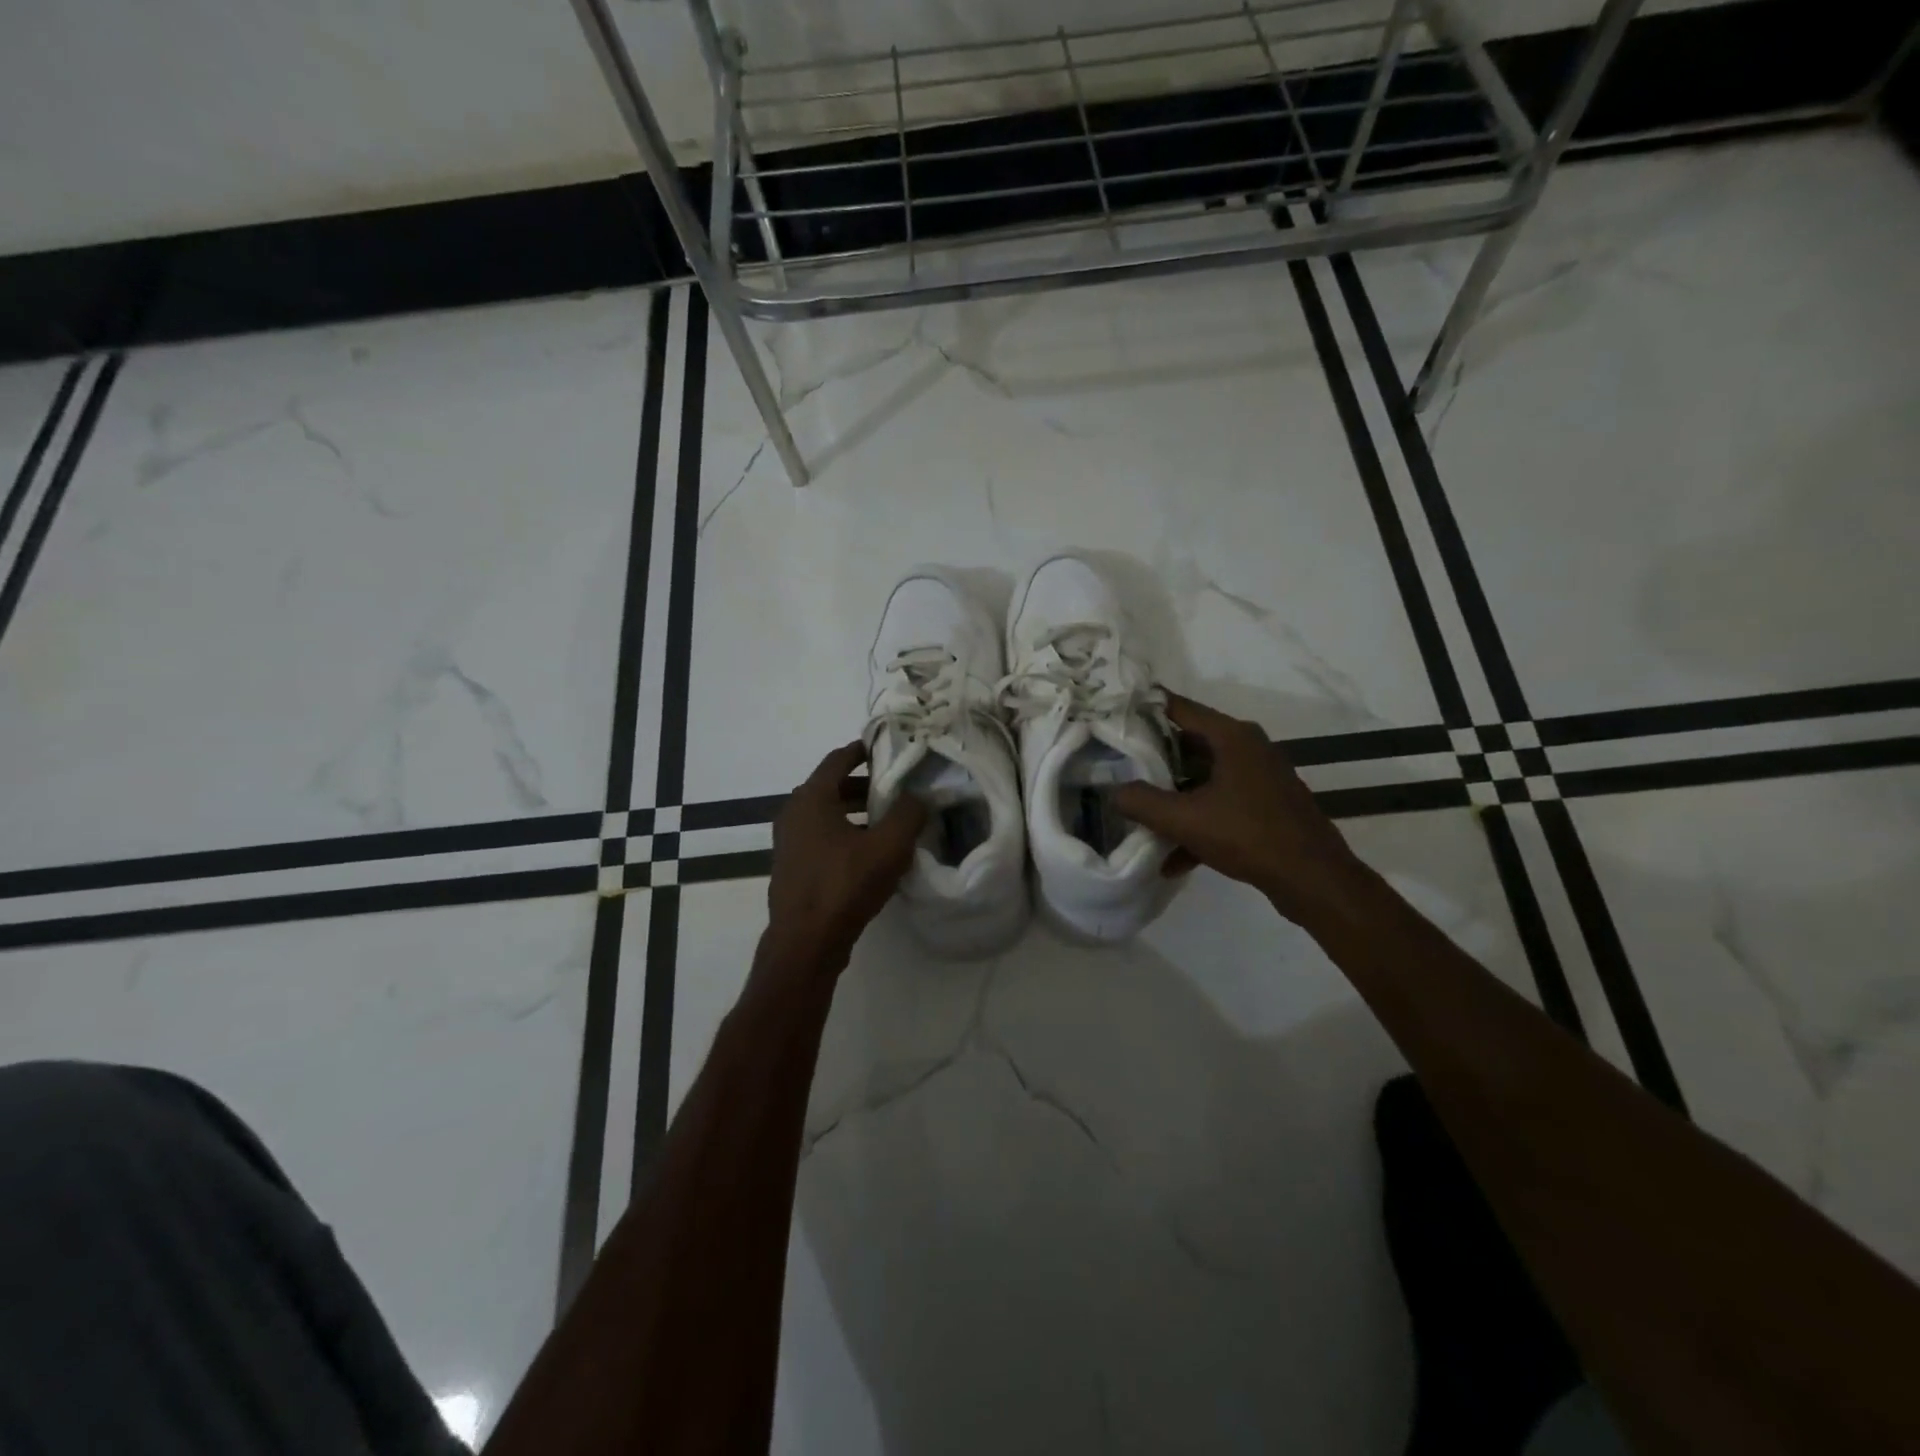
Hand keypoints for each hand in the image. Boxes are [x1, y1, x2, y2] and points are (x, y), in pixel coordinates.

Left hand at [763, 742, 927, 978]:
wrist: (806, 942)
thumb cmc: (844, 885)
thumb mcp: (888, 846)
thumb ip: (908, 814)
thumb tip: (918, 796)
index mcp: (811, 798)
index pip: (838, 759)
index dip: (863, 750)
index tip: (887, 748)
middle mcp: (794, 814)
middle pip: (831, 787)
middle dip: (864, 785)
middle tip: (896, 789)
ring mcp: (789, 843)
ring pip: (827, 815)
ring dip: (855, 813)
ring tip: (888, 821)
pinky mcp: (793, 868)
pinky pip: (822, 839)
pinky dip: (844, 835)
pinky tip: (870, 853)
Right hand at [1113, 693, 1367, 927]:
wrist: (1313, 879)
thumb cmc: (1248, 835)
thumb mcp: (1184, 819)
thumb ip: (1142, 802)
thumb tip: (1114, 792)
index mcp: (1232, 737)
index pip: (1179, 708)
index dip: (1144, 709)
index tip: (1113, 716)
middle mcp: (1249, 747)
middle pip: (1189, 744)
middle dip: (1154, 759)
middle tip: (1118, 766)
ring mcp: (1261, 777)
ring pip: (1205, 777)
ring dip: (1175, 797)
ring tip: (1141, 814)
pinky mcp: (1267, 805)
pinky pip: (1222, 804)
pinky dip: (1199, 823)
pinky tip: (1173, 859)